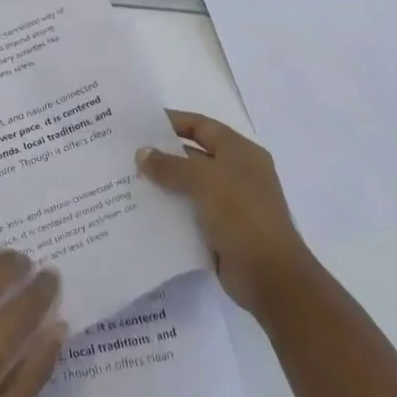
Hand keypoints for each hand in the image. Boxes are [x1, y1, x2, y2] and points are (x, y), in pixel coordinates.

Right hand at [137, 111, 309, 312]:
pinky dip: (169, 209)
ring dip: (163, 184)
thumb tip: (142, 153)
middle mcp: (237, 173)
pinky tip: (142, 210)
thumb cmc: (242, 215)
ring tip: (126, 180)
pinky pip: (189, 212)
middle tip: (126, 153)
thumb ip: (170, 166)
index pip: (202, 126)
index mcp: (240, 152)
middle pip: (193, 155)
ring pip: (189, 186)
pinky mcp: (221, 229)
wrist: (270, 276)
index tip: (141, 123)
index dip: (173, 121)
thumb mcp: (204, 181)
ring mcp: (230, 203)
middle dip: (162, 154)